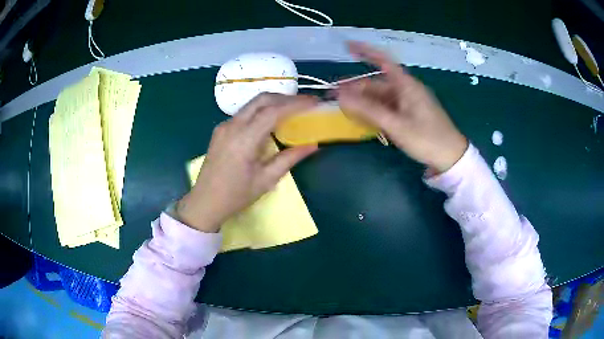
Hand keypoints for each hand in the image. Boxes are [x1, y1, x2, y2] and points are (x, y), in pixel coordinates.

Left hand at [176, 93, 318, 232]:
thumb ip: (289, 159)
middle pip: (262, 100)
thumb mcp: (266, 180)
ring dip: (273, 103)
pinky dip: (261, 111)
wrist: (205, 202)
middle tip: (305, 103)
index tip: (314, 101)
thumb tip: (313, 145)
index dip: (295, 103)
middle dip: (285, 98)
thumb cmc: (236, 196)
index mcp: (244, 139)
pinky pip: (244, 113)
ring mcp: (224, 126)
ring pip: (252, 104)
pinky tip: (271, 121)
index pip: (273, 111)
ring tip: (292, 110)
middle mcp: (232, 126)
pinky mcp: (221, 130)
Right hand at [337, 41, 467, 172]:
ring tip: (344, 110)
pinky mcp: (409, 114)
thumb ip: (369, 110)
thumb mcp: (396, 125)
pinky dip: (374, 111)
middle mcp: (406, 90)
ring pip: (380, 97)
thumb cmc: (426, 139)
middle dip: (356, 88)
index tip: (347, 46)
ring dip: (363, 102)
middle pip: (377, 83)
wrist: (451, 157)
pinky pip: (387, 108)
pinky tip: (362, 118)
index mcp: (406, 85)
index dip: (365, 51)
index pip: (383, 61)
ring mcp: (407, 103)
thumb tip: (341, 96)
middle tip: (335, 97)